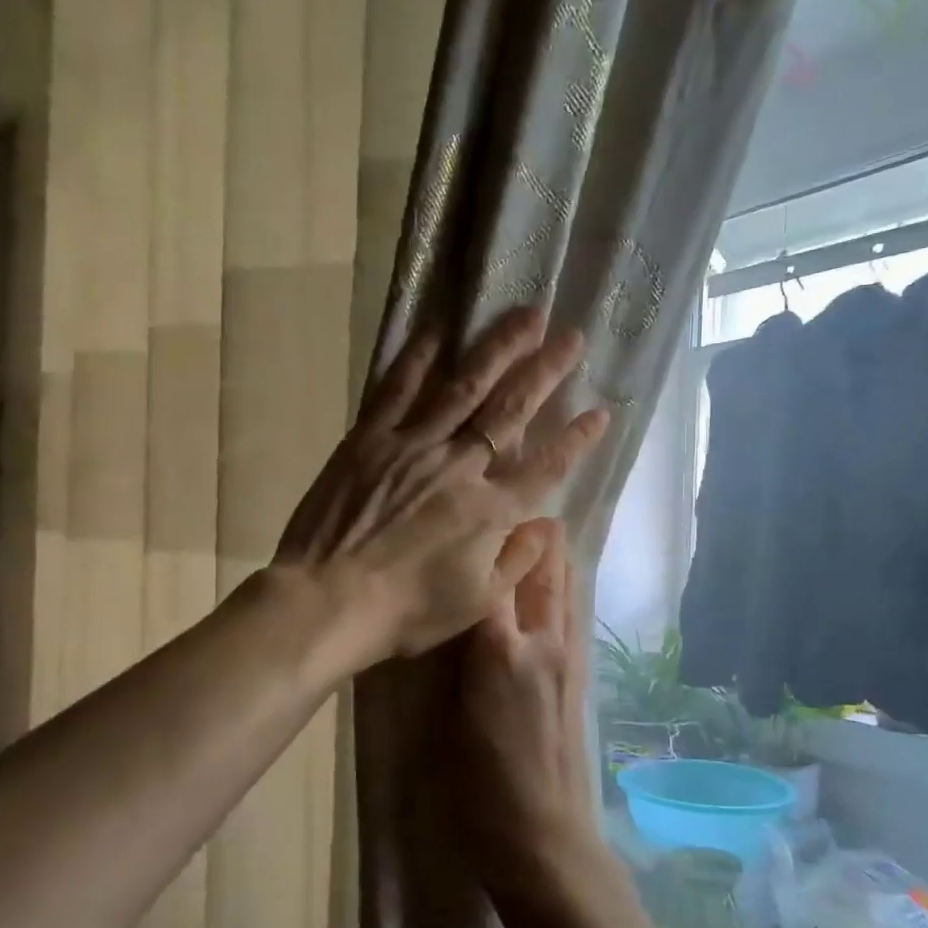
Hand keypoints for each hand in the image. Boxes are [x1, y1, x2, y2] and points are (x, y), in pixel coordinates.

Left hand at [273, 306, 609, 666]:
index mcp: (490, 511)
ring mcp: (414, 445)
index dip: (576, 439)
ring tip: (526, 315)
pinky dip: (420, 356)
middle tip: (572, 336)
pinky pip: (399, 388)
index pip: (546, 467)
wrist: (326, 601)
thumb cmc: (405, 611)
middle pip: (512, 411)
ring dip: (499, 348)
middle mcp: (460, 466)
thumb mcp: (475, 603)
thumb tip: (547, 526)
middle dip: (546, 371)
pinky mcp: (370, 438)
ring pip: (466, 387)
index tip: (602, 410)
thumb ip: (516, 562)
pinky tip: (439, 328)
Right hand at [457, 524, 603, 882]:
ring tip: (532, 536)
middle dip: (534, 536)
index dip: (490, 537)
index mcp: (502, 651)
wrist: (544, 837)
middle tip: (513, 510)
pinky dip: (561, 589)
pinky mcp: (581, 677)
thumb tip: (454, 613)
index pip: (497, 574)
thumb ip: (455, 656)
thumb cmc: (480, 785)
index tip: (478, 508)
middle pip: (546, 570)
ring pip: (566, 589)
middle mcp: (544, 642)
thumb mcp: (448, 716)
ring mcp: (570, 659)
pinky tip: (545, 591)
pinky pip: (572, 615)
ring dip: (552, 558)